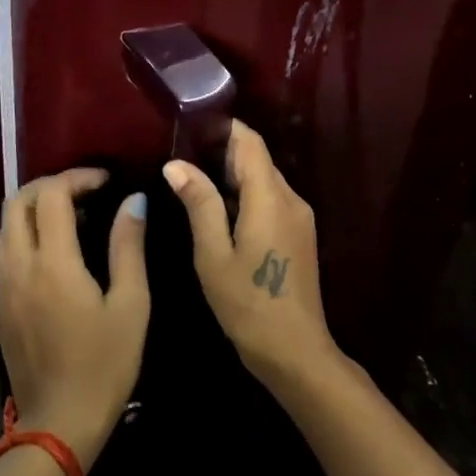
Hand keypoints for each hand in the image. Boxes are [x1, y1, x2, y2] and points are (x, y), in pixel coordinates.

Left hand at [0, 169, 150, 471]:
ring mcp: (3, 286)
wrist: (58, 424)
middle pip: (17, 202)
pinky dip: (26, 232)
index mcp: (52, 263)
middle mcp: (19, 266)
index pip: (52, 195)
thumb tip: (133, 201)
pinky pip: (5, 251)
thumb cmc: (105, 365)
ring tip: (71, 214)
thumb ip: (128, 247)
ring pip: (6, 225)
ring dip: (33, 207)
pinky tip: (55, 249)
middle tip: (84, 190)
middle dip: (49, 185)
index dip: (77, 177)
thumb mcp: (131, 305)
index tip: (105, 180)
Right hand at [161, 120, 342, 391]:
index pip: (250, 143)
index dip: (225, 128)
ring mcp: (299, 218)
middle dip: (223, 152)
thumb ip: (199, 204)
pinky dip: (246, 197)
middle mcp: (291, 199)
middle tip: (182, 155)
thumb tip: (176, 164)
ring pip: (264, 181)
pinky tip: (218, 212)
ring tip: (193, 180)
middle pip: (258, 160)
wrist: (295, 351)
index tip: (192, 125)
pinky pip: (271, 201)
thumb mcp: (213, 254)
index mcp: (270, 198)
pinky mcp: (299, 236)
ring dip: (233, 177)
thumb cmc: (248, 303)